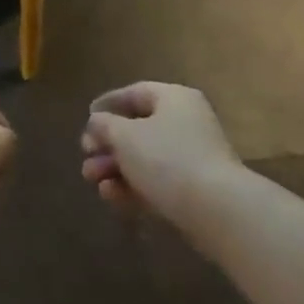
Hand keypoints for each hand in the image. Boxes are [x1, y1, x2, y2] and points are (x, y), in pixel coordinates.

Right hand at [80, 81, 241, 222]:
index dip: (108, 103)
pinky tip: (111, 197)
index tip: (87, 117)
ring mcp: (192, 157)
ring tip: (92, 181)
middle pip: (138, 128)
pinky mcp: (194, 190)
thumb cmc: (167, 159)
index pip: (136, 93)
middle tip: (86, 156)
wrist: (217, 210)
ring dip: (115, 168)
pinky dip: (133, 187)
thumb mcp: (125, 136)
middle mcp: (186, 122)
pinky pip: (157, 182)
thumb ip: (105, 126)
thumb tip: (98, 122)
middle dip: (107, 144)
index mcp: (174, 99)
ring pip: (145, 158)